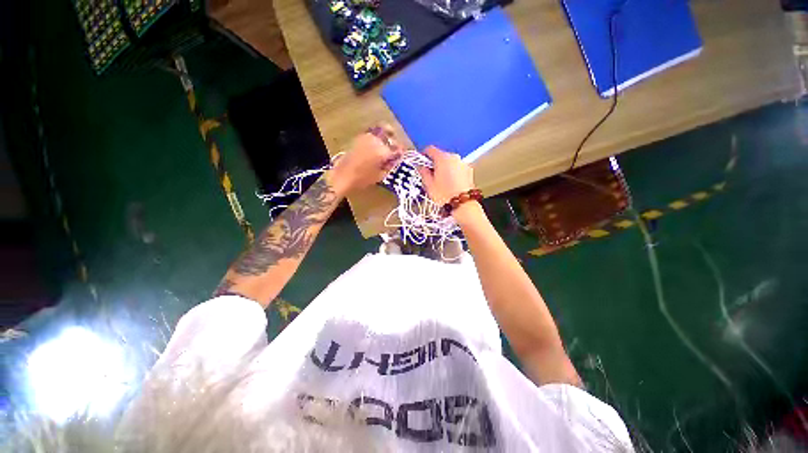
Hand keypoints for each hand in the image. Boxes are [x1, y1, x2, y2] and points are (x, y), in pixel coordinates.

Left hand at [331, 124, 402, 193]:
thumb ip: (389, 165)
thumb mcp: (380, 175)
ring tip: (385, 144)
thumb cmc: (363, 179)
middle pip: (388, 132)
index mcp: (383, 151)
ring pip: (379, 129)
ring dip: (384, 134)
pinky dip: (376, 136)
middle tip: (394, 146)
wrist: (343, 176)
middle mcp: (375, 140)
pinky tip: (375, 146)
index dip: (400, 151)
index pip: (397, 148)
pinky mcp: (358, 138)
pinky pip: (371, 133)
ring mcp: (365, 137)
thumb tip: (394, 159)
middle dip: (393, 138)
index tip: (401, 154)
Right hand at [417, 146, 474, 204]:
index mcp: (442, 158)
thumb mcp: (429, 184)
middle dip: (435, 164)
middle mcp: (454, 157)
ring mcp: (463, 164)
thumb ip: (423, 172)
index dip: (423, 155)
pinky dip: (453, 173)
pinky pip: (457, 168)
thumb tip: (421, 167)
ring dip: (444, 168)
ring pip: (450, 162)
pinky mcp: (469, 171)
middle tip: (430, 175)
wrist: (463, 204)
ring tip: (441, 182)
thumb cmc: (445, 195)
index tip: (421, 162)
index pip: (430, 149)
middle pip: (441, 156)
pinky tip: (450, 184)